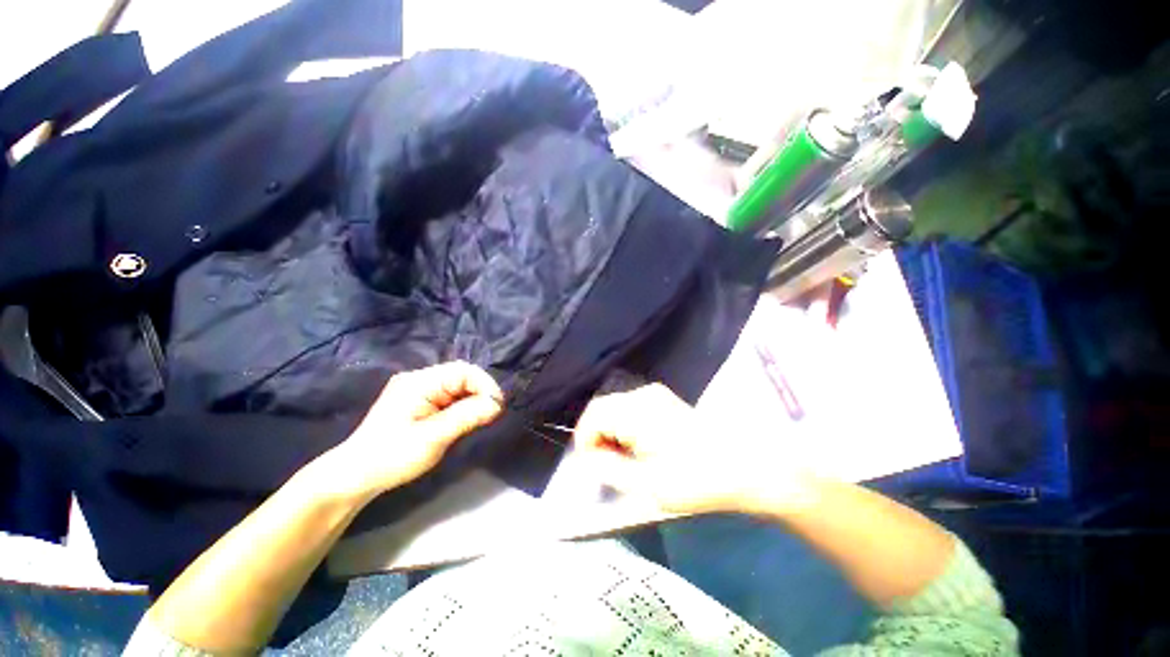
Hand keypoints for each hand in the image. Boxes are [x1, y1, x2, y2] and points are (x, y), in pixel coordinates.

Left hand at [316, 361, 503, 499]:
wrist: (354, 477)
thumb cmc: (392, 457)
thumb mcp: (433, 438)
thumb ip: (466, 417)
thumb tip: (497, 404)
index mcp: (419, 382)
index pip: (463, 371)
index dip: (485, 384)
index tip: (497, 406)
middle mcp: (419, 379)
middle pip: (461, 376)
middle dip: (480, 393)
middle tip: (492, 414)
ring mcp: (417, 390)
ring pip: (457, 387)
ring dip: (472, 400)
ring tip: (480, 419)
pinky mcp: (418, 402)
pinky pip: (448, 397)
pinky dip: (461, 406)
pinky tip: (463, 420)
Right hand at [573, 384, 809, 514]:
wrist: (741, 466)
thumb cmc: (695, 478)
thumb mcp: (647, 484)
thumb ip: (610, 469)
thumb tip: (589, 457)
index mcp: (637, 411)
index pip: (593, 416)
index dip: (584, 440)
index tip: (591, 466)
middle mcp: (642, 394)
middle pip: (603, 409)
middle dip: (596, 436)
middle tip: (605, 466)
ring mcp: (654, 394)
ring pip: (616, 408)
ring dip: (610, 431)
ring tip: (622, 459)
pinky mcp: (663, 400)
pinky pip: (630, 408)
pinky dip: (624, 426)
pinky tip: (637, 447)